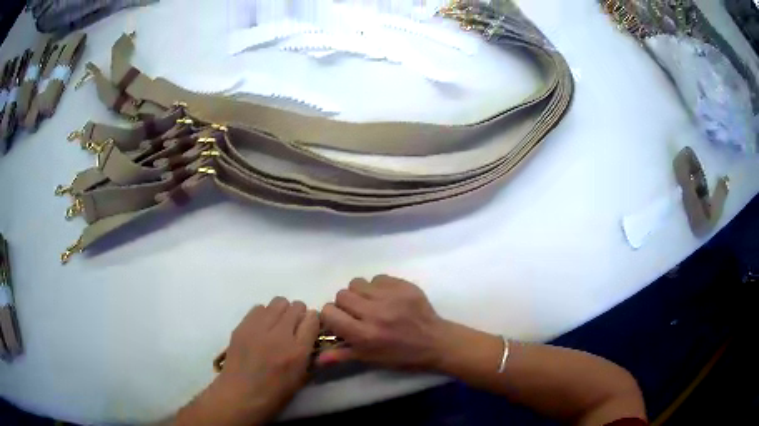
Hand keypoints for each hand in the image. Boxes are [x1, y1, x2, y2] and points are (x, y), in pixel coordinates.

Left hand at [177, 297, 319, 425]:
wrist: (240, 395)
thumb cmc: (275, 393)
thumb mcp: (301, 378)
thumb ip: (310, 355)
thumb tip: (312, 337)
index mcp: (297, 351)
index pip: (312, 319)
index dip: (313, 322)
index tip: (309, 329)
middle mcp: (280, 335)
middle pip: (296, 306)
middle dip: (298, 315)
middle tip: (293, 328)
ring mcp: (259, 328)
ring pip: (278, 302)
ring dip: (282, 312)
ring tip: (277, 326)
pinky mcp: (243, 326)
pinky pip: (259, 308)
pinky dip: (264, 314)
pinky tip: (261, 329)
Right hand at [317, 275, 448, 369]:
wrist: (435, 342)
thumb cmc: (401, 356)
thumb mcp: (371, 359)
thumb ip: (342, 354)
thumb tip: (317, 357)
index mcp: (364, 334)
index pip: (329, 313)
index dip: (331, 316)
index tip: (340, 320)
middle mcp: (374, 313)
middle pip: (342, 295)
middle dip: (345, 304)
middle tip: (357, 312)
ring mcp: (390, 297)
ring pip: (357, 283)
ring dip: (360, 293)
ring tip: (371, 303)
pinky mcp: (403, 285)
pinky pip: (378, 278)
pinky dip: (377, 287)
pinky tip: (386, 298)